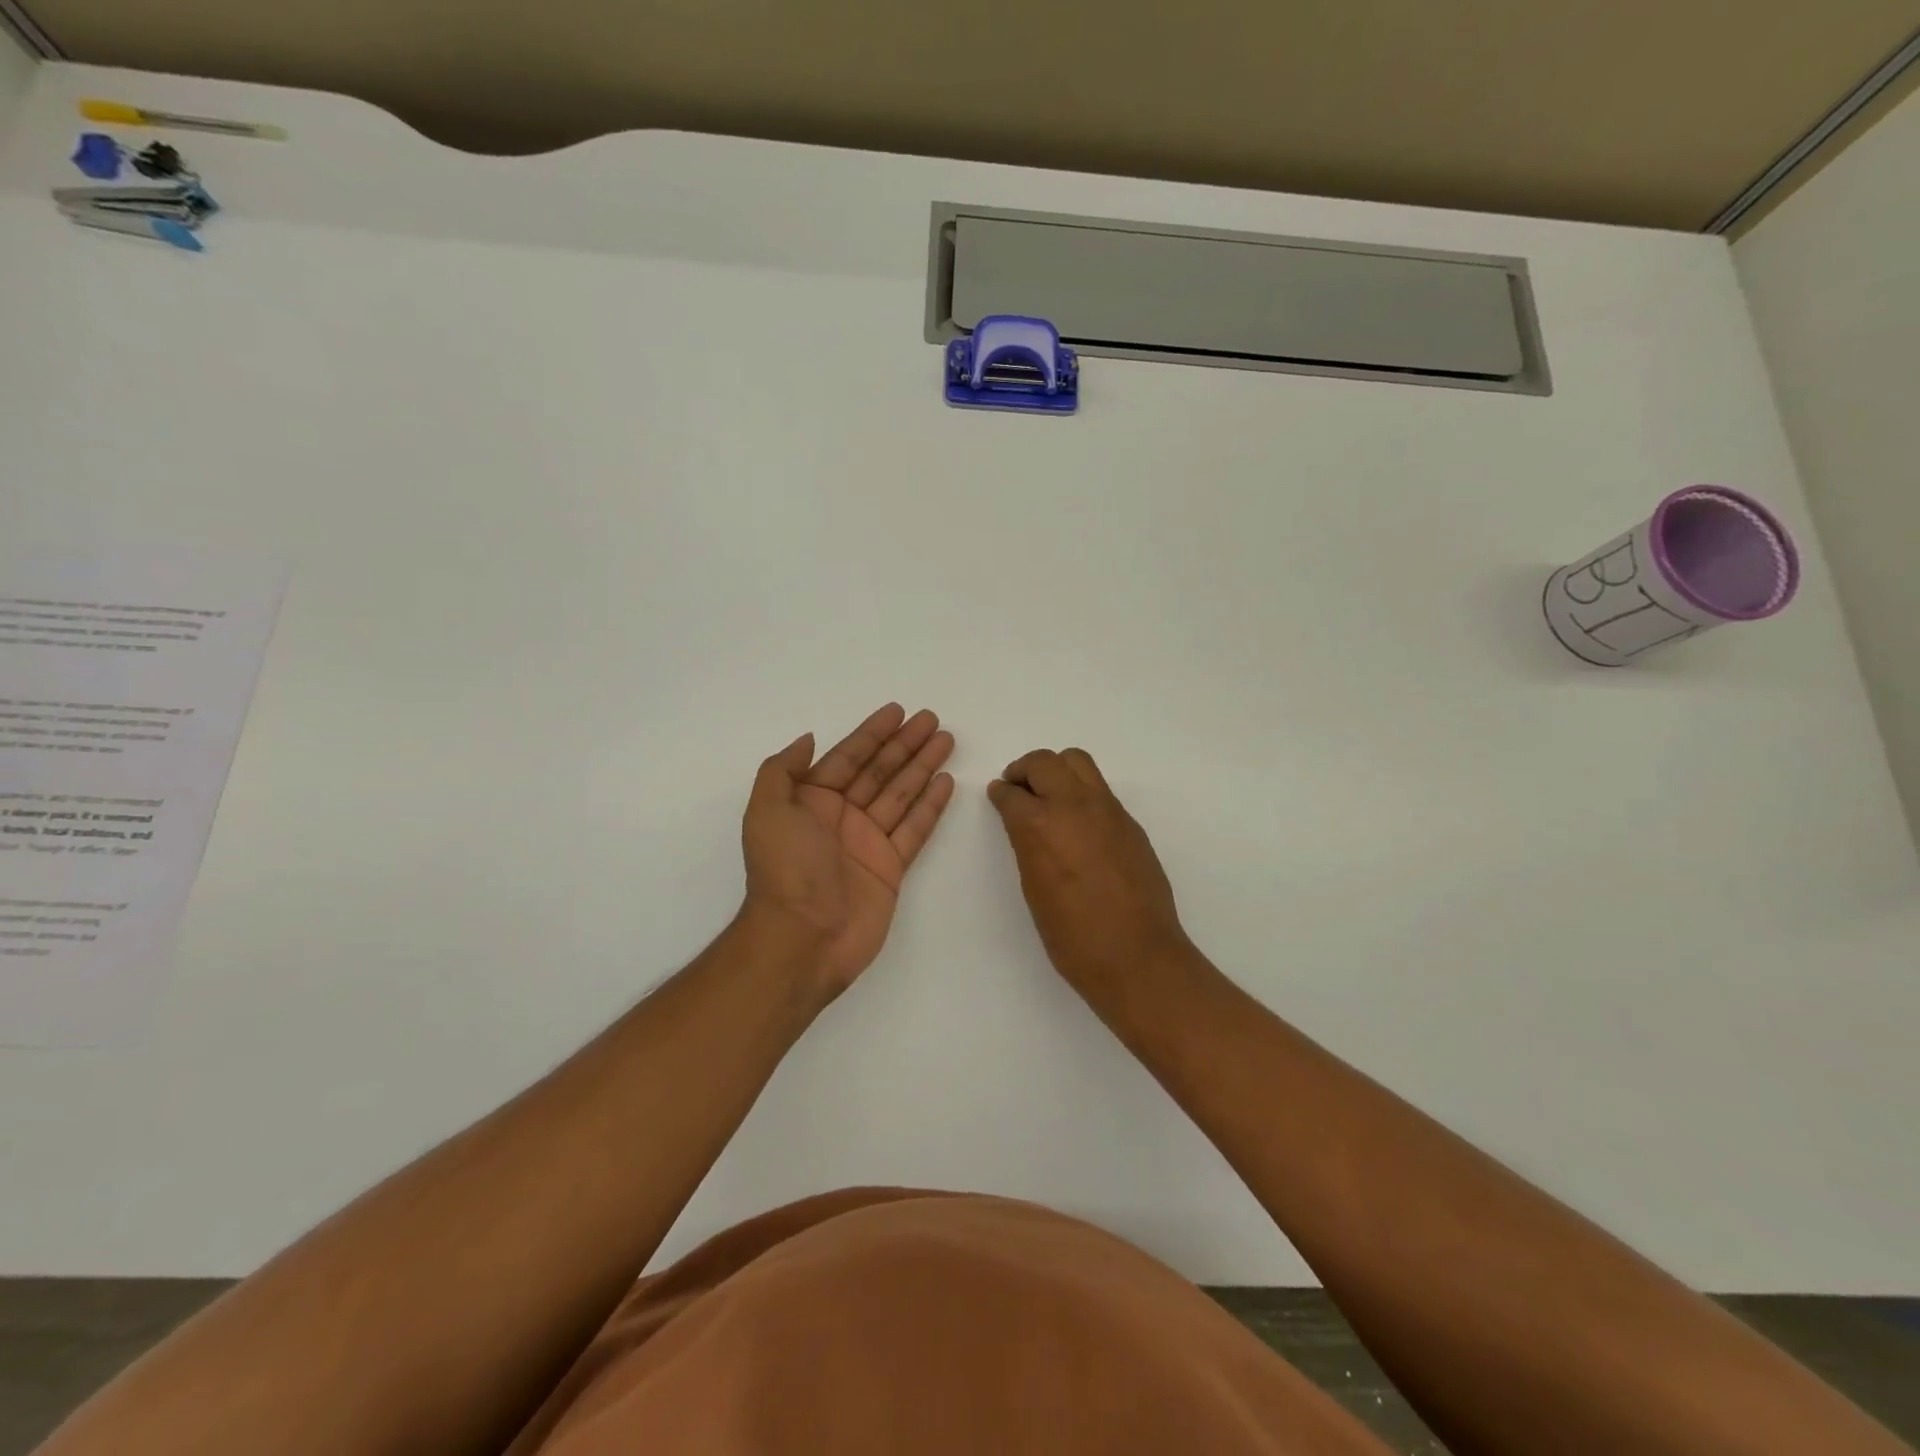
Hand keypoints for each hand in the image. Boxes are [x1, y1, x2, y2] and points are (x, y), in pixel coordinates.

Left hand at [741, 704, 955, 997]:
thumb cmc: (784, 870)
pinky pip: (915, 828)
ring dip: (923, 766)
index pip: (848, 757)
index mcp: (811, 801)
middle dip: (905, 744)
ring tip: (946, 740)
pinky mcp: (891, 867)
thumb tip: (807, 739)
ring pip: (901, 793)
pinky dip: (931, 805)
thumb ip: (782, 771)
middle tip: (932, 719)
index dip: (872, 733)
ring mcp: (868, 841)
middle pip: (879, 770)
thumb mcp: (766, 812)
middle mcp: (841, 816)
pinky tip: (946, 781)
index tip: (897, 711)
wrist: (802, 938)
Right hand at [988, 748, 1192, 999]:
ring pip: (1077, 762)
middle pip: (1044, 762)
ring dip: (1057, 770)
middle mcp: (1073, 805)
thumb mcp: (1034, 888)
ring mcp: (1107, 809)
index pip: (1012, 793)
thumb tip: (1026, 826)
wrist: (1136, 956)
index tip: (999, 795)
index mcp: (1040, 825)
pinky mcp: (1129, 822)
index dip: (1001, 793)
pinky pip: (1100, 789)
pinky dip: (1082, 792)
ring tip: (1049, 794)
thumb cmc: (1072, 936)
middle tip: (1018, 788)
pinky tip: (1078, 821)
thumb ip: (1028, 846)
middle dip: (1025, 771)